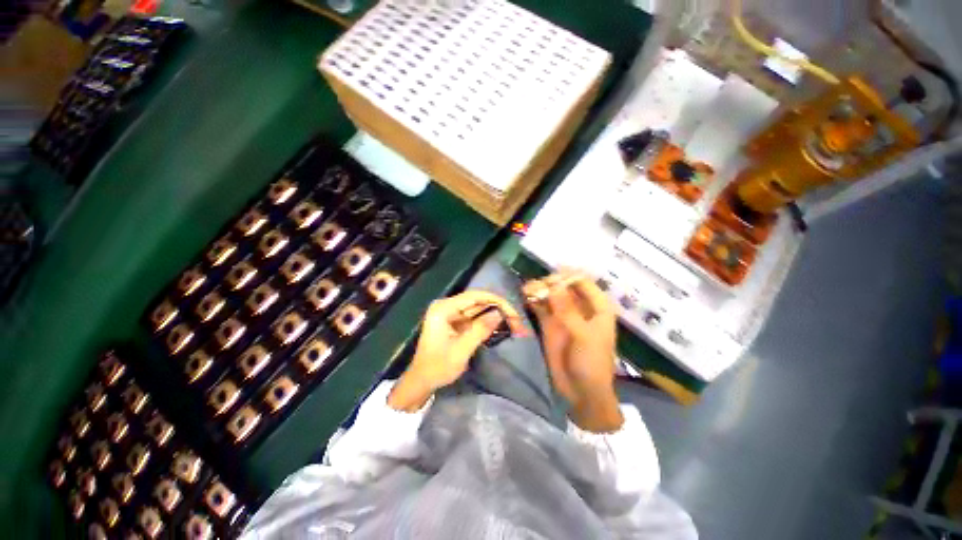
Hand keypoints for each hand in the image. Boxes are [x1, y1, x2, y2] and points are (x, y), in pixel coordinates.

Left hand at [388, 291, 524, 411]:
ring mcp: (451, 314)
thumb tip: (499, 313)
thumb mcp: (461, 350)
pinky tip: (502, 326)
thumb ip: (480, 329)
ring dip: (496, 315)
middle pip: (478, 301)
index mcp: (443, 308)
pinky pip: (475, 317)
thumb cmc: (437, 367)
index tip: (513, 312)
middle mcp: (447, 306)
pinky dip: (489, 322)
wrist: (421, 381)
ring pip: (479, 309)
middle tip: (517, 321)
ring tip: (514, 324)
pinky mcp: (456, 322)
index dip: (496, 301)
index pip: (474, 296)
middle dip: (499, 309)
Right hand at [524, 270, 622, 431]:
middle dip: (550, 282)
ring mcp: (563, 314)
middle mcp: (580, 306)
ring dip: (539, 289)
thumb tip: (553, 286)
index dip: (567, 276)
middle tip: (537, 288)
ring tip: (527, 291)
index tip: (551, 280)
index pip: (582, 281)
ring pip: (550, 294)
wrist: (581, 391)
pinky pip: (541, 306)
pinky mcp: (549, 323)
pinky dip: (533, 300)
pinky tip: (525, 297)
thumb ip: (568, 310)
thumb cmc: (591, 362)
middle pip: (563, 285)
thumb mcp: (583, 335)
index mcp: (597, 307)